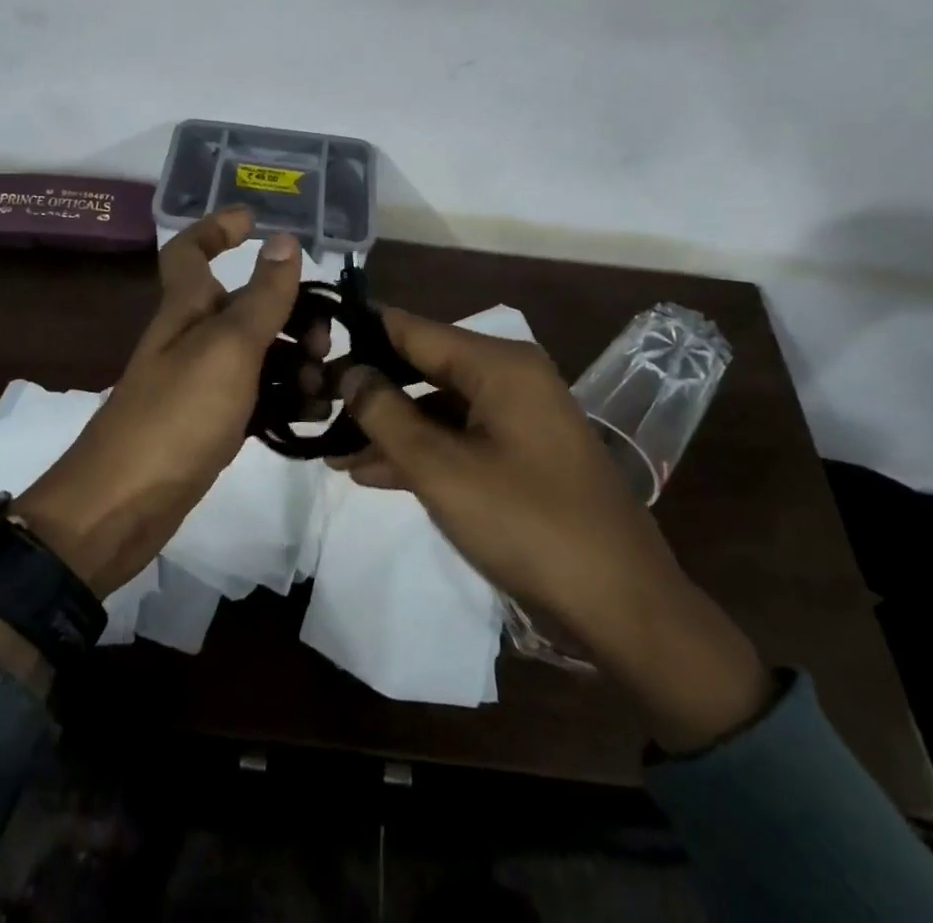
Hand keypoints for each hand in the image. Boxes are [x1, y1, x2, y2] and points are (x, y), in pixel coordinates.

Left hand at [13, 208, 301, 597]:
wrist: (123, 506)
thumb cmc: (176, 415)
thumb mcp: (228, 347)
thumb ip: (262, 296)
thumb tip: (285, 239)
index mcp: (187, 307)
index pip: (190, 250)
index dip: (217, 227)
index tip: (256, 220)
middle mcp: (193, 337)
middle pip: (244, 304)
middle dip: (289, 311)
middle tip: (321, 339)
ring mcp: (202, 382)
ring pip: (258, 352)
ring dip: (295, 360)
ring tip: (322, 386)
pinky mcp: (212, 422)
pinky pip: (257, 396)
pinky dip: (285, 399)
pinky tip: (312, 415)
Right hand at [336, 308, 772, 752]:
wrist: (621, 604)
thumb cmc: (527, 524)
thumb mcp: (442, 469)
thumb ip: (385, 413)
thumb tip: (348, 371)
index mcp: (498, 363)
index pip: (412, 328)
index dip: (360, 336)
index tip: (310, 347)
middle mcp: (510, 376)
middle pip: (423, 366)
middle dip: (370, 390)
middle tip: (315, 406)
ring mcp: (518, 415)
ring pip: (437, 406)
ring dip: (389, 428)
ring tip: (332, 451)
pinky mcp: (521, 451)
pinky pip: (459, 436)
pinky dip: (421, 451)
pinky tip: (373, 473)